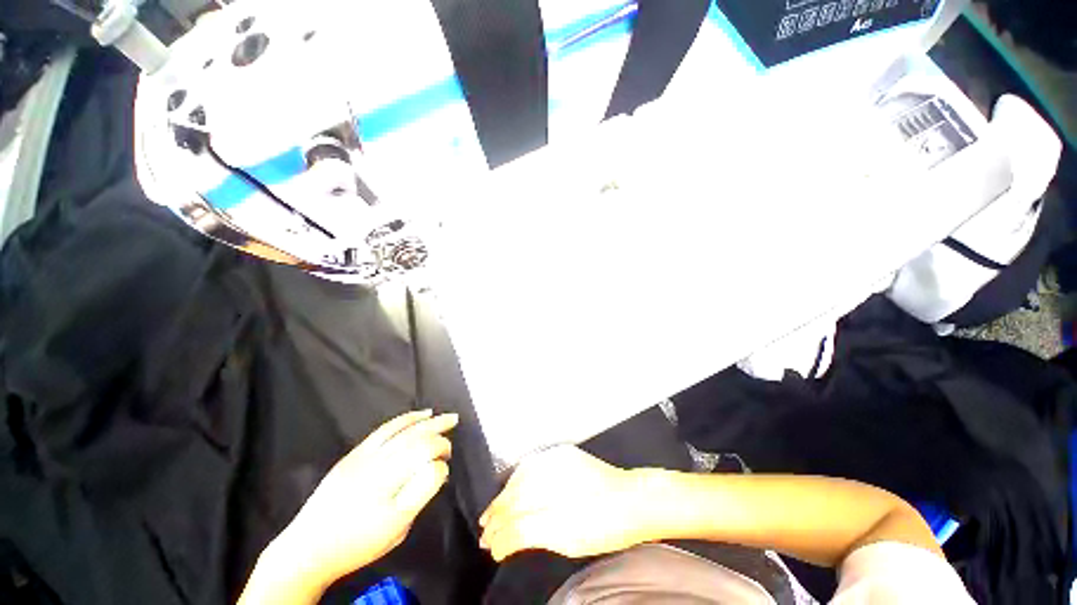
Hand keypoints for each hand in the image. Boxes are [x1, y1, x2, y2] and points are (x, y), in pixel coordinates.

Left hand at [267, 411, 457, 589]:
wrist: (309, 548)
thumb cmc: (358, 544)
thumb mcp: (397, 528)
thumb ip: (421, 493)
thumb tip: (439, 467)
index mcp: (387, 484)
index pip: (424, 452)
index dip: (441, 450)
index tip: (447, 461)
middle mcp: (376, 463)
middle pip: (414, 436)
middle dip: (438, 428)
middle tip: (455, 421)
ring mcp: (363, 456)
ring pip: (400, 429)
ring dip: (424, 420)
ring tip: (441, 414)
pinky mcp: (354, 453)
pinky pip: (384, 429)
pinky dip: (403, 420)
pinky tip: (416, 416)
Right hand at [479, 445, 650, 561]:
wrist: (632, 498)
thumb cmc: (605, 527)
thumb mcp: (569, 542)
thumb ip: (534, 537)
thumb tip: (506, 540)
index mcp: (559, 513)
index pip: (518, 524)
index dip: (500, 536)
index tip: (491, 547)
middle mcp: (555, 483)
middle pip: (515, 499)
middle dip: (496, 517)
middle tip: (485, 532)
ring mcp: (558, 463)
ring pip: (519, 479)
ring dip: (503, 497)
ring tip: (492, 512)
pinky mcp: (562, 453)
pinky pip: (531, 465)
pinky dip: (516, 478)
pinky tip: (511, 487)